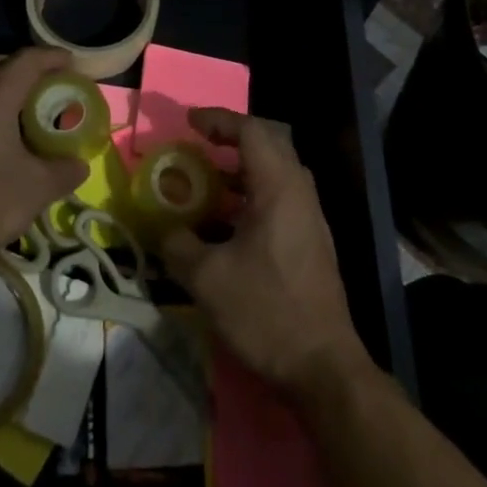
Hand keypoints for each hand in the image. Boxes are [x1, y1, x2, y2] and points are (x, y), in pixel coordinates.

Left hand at [0, 48, 88, 265]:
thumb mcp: (36, 189)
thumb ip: (64, 171)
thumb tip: (79, 164)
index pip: (27, 59)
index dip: (53, 57)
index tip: (72, 65)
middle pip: (1, 73)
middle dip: (29, 80)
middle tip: (51, 97)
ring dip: (1, 100)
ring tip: (20, 121)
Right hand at [160, 108, 370, 397]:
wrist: (323, 367)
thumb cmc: (266, 311)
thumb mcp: (208, 279)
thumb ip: (178, 245)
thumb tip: (164, 229)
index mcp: (278, 188)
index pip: (251, 130)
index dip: (219, 120)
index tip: (189, 122)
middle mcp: (299, 192)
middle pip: (269, 142)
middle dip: (233, 136)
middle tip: (200, 143)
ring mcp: (309, 217)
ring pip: (277, 171)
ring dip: (243, 166)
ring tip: (208, 179)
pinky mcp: (311, 241)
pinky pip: (280, 196)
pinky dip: (252, 192)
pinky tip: (227, 220)